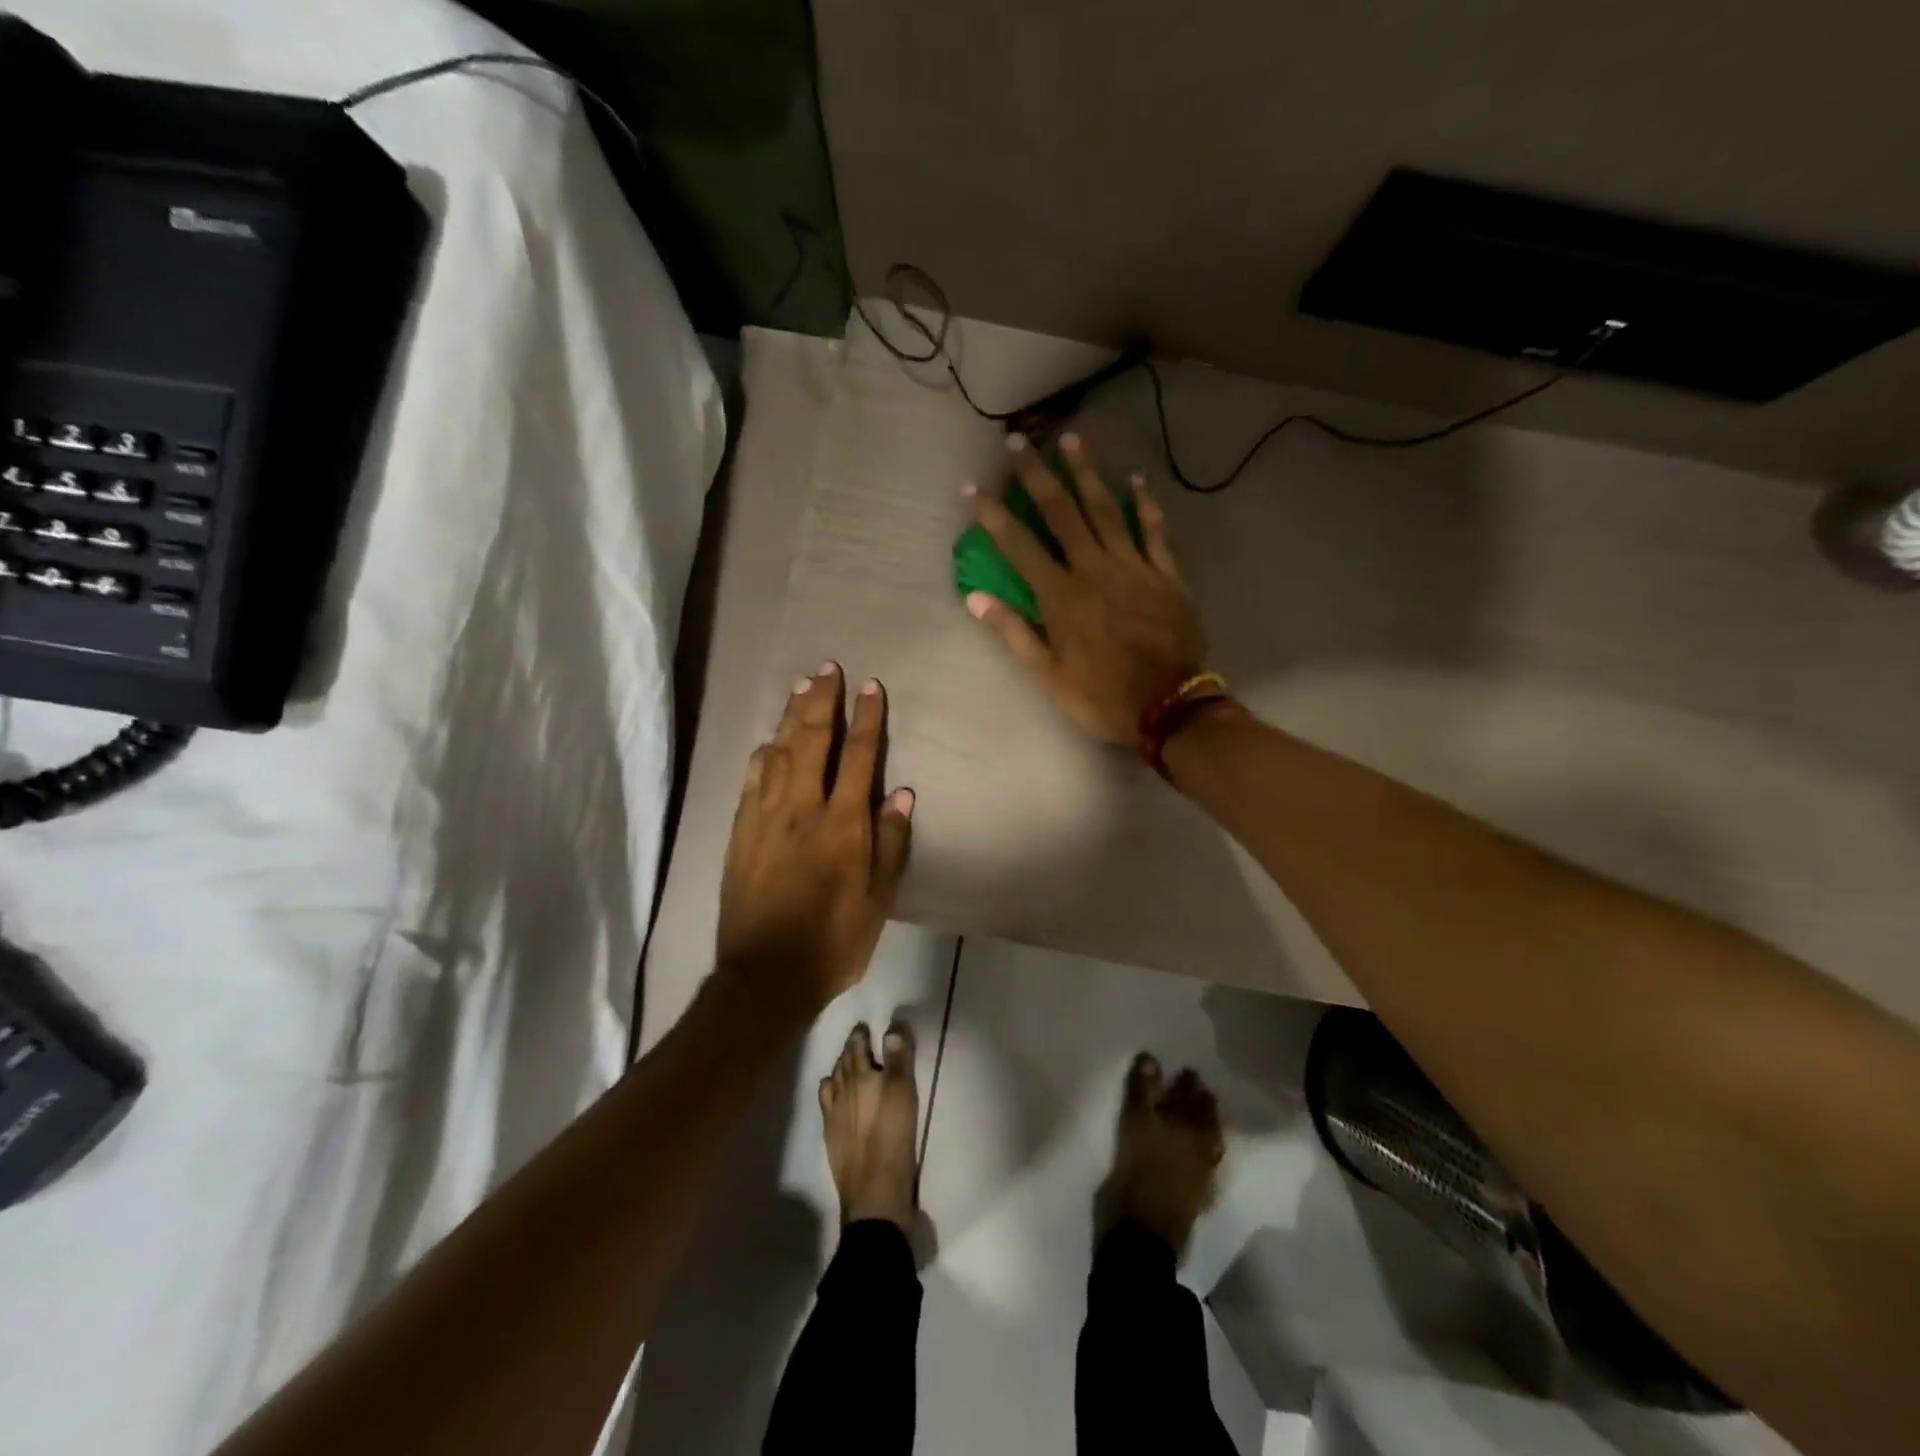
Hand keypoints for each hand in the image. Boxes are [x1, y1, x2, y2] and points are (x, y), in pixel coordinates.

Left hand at [717, 663, 914, 1012]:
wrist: (765, 975)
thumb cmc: (834, 941)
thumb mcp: (878, 899)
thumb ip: (889, 843)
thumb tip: (899, 793)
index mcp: (842, 825)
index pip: (859, 757)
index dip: (866, 718)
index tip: (870, 687)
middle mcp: (802, 809)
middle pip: (812, 741)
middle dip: (822, 701)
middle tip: (827, 669)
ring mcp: (765, 818)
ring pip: (778, 752)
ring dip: (790, 717)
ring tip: (800, 688)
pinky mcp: (740, 832)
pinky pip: (751, 780)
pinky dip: (762, 754)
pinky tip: (767, 741)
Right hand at [964, 432, 1207, 743]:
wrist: (1170, 708)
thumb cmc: (1102, 697)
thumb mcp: (1048, 676)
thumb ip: (1014, 633)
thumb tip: (975, 599)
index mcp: (1061, 596)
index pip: (1019, 546)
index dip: (992, 515)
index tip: (971, 487)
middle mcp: (1094, 569)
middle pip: (1062, 512)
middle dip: (1037, 475)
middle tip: (1019, 441)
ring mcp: (1133, 567)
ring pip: (1106, 510)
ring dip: (1086, 473)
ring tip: (1072, 438)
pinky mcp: (1165, 574)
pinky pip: (1154, 530)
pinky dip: (1145, 503)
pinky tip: (1135, 477)